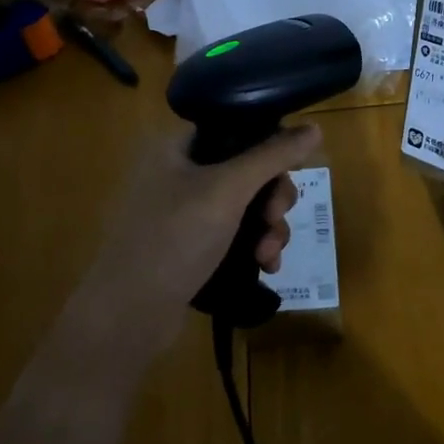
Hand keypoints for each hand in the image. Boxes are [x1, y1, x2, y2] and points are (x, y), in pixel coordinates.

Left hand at [78, 123, 323, 358]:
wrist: (127, 315)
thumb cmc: (174, 238)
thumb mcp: (228, 190)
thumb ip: (272, 156)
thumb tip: (315, 128)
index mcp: (176, 147)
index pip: (235, 128)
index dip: (268, 146)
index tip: (287, 172)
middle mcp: (178, 173)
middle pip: (247, 170)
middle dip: (272, 198)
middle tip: (275, 218)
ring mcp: (183, 213)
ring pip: (246, 206)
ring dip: (268, 228)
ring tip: (268, 255)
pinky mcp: (190, 247)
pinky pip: (235, 235)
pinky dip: (254, 247)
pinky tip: (265, 267)